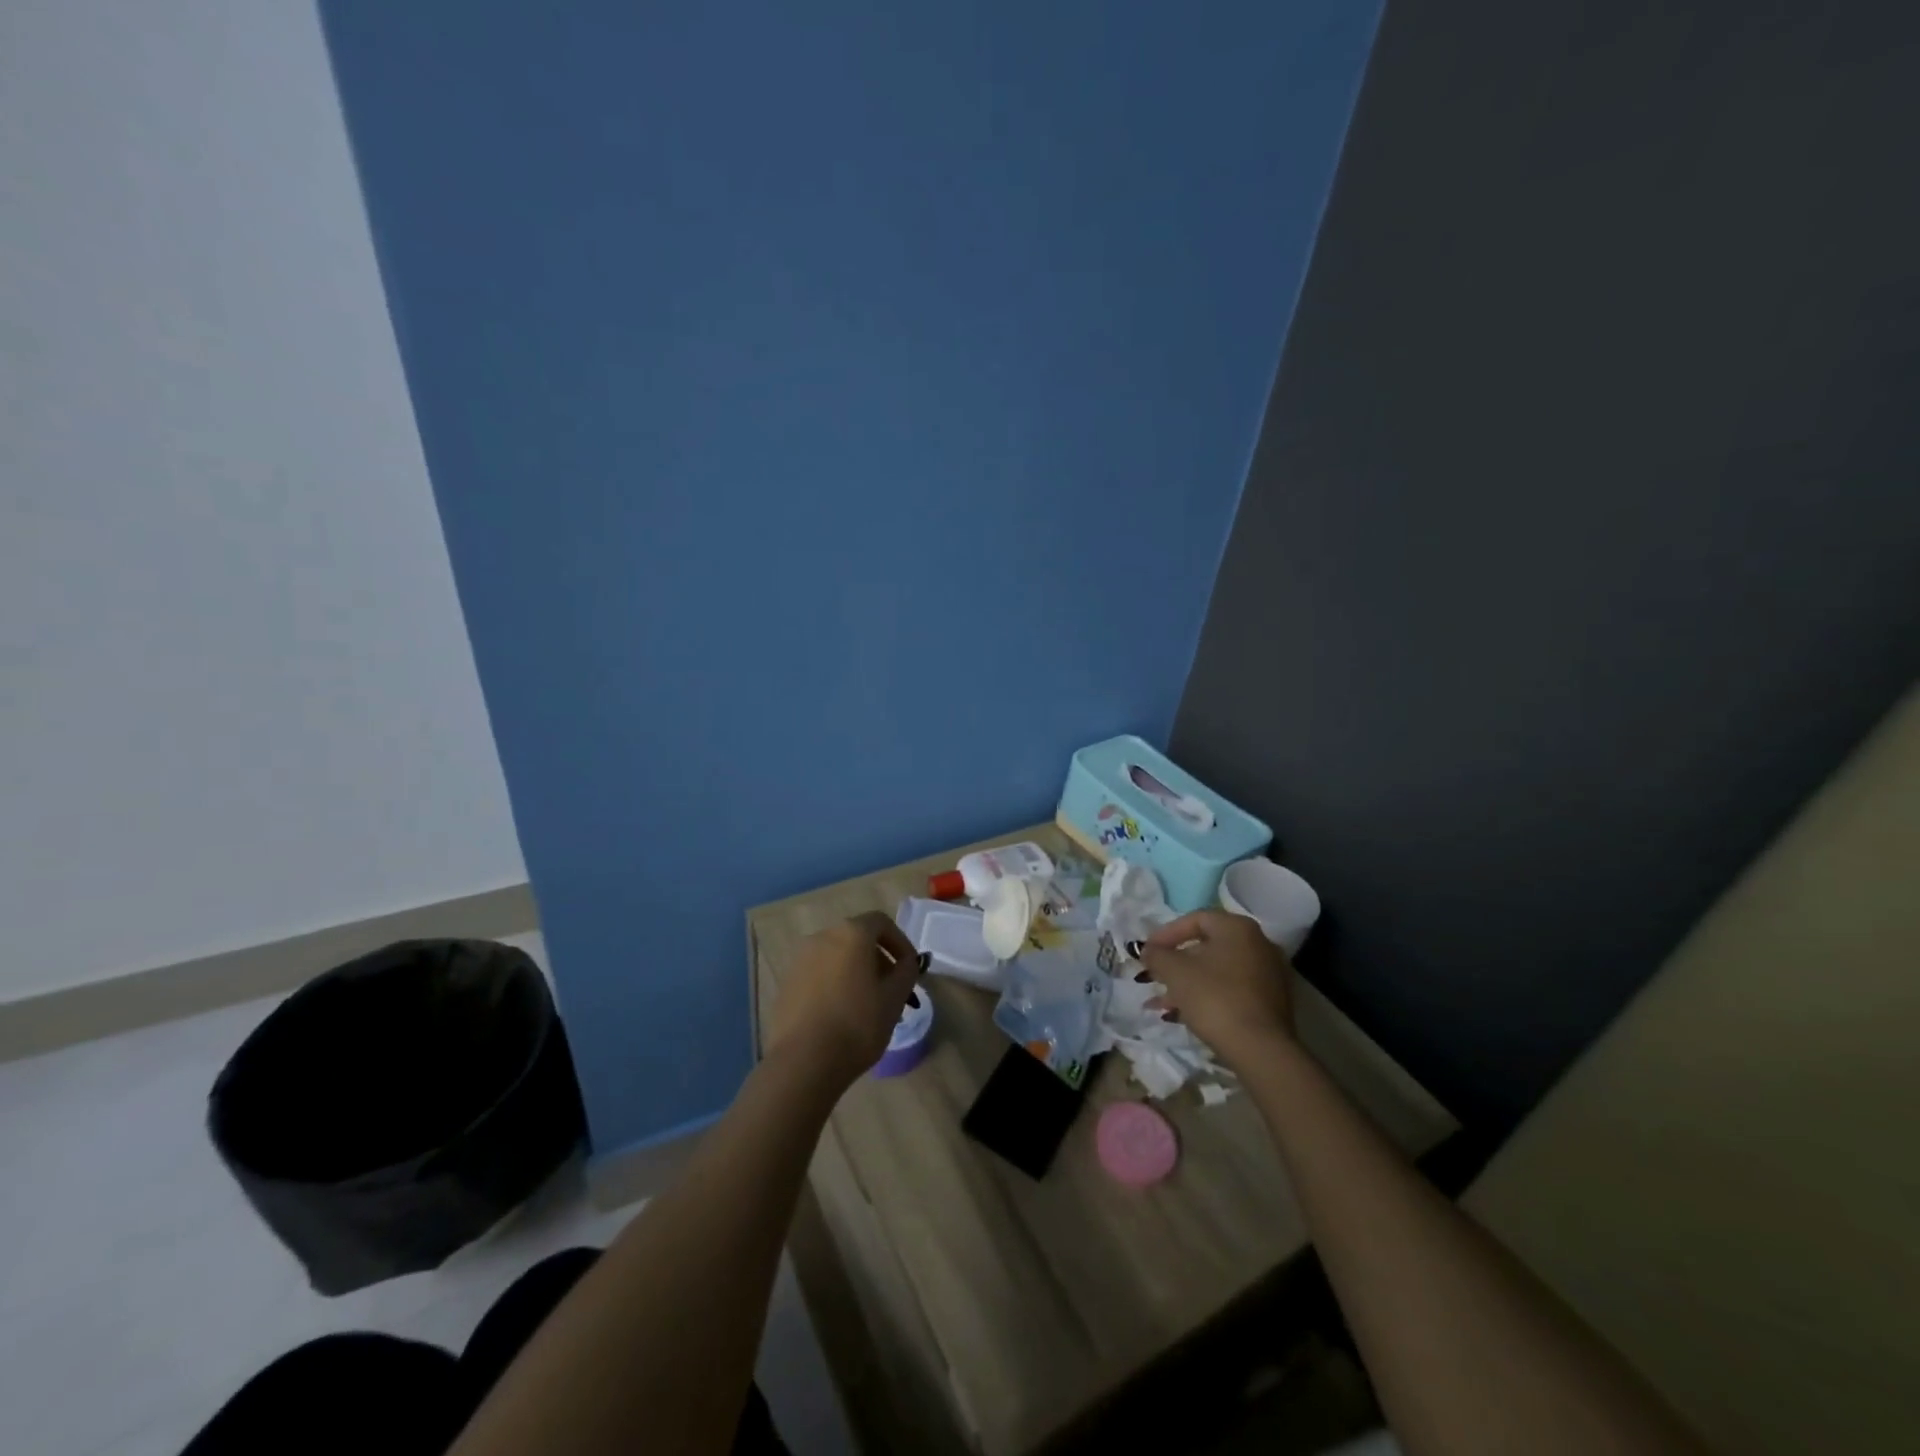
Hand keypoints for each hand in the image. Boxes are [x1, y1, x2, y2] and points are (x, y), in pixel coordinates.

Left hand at [766, 912, 923, 1089]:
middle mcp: (822, 937)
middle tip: (891, 991)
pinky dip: (834, 984)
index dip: (900, 942)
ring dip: (856, 973)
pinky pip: (818, 975)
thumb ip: (906, 972)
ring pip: (837, 957)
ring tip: (867, 1006)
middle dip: (878, 960)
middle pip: (857, 939)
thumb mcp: (894, 999)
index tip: (909, 968)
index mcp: (851, 934)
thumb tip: (905, 963)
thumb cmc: (857, 1025)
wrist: (803, 1061)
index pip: (881, 923)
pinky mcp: (786, 983)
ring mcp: (800, 960)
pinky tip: (840, 1015)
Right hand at [1138, 910, 1294, 1067]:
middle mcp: (1258, 943)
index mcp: (1238, 928)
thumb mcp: (1175, 972)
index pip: (1195, 919)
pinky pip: (1231, 989)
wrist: (1260, 1050)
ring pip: (1217, 971)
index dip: (1166, 934)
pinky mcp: (1270, 1001)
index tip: (1147, 953)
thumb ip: (1156, 955)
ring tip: (1161, 1004)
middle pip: (1206, 946)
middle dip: (1175, 963)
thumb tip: (1147, 950)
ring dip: (1187, 983)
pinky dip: (1207, 995)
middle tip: (1153, 977)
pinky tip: (1184, 1014)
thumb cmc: (1214, 998)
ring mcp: (1268, 974)